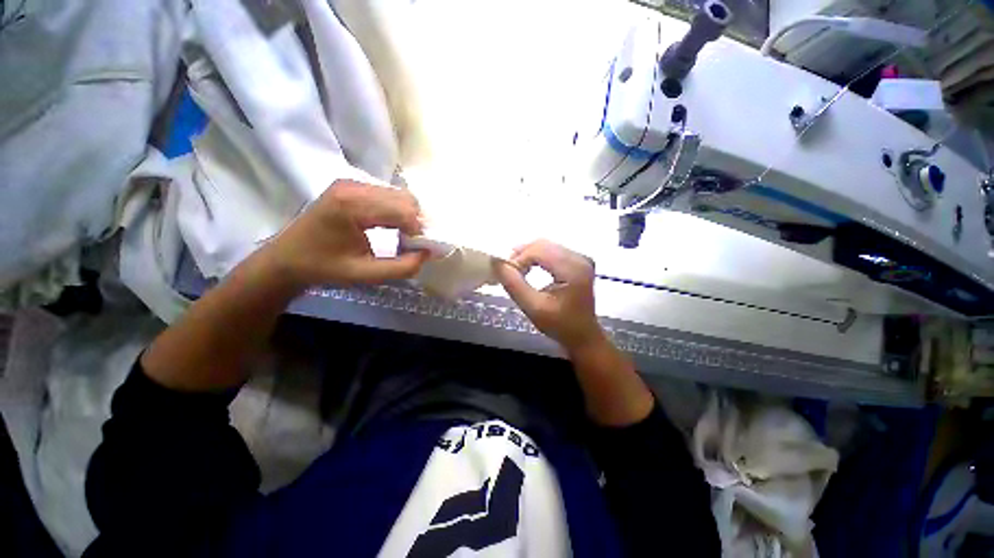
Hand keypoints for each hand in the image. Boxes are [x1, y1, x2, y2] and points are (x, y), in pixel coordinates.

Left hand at [264, 180, 426, 287]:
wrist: (287, 259)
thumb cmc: (323, 268)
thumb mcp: (365, 275)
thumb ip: (401, 267)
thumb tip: (427, 254)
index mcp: (352, 206)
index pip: (403, 211)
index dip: (418, 231)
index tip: (419, 250)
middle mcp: (353, 186)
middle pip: (405, 198)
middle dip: (416, 222)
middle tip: (411, 245)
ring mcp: (352, 183)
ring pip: (399, 195)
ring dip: (408, 216)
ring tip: (401, 237)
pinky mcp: (352, 186)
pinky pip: (388, 195)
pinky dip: (397, 211)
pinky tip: (390, 226)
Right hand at [493, 240, 604, 351]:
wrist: (582, 334)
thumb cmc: (559, 325)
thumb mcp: (533, 308)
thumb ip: (514, 285)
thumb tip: (497, 262)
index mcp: (573, 269)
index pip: (539, 251)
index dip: (519, 259)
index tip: (506, 273)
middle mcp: (580, 258)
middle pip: (543, 244)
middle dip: (522, 254)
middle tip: (508, 270)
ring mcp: (580, 258)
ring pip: (546, 245)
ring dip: (528, 254)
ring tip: (517, 269)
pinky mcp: (578, 260)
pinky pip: (552, 250)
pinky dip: (537, 256)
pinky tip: (529, 267)